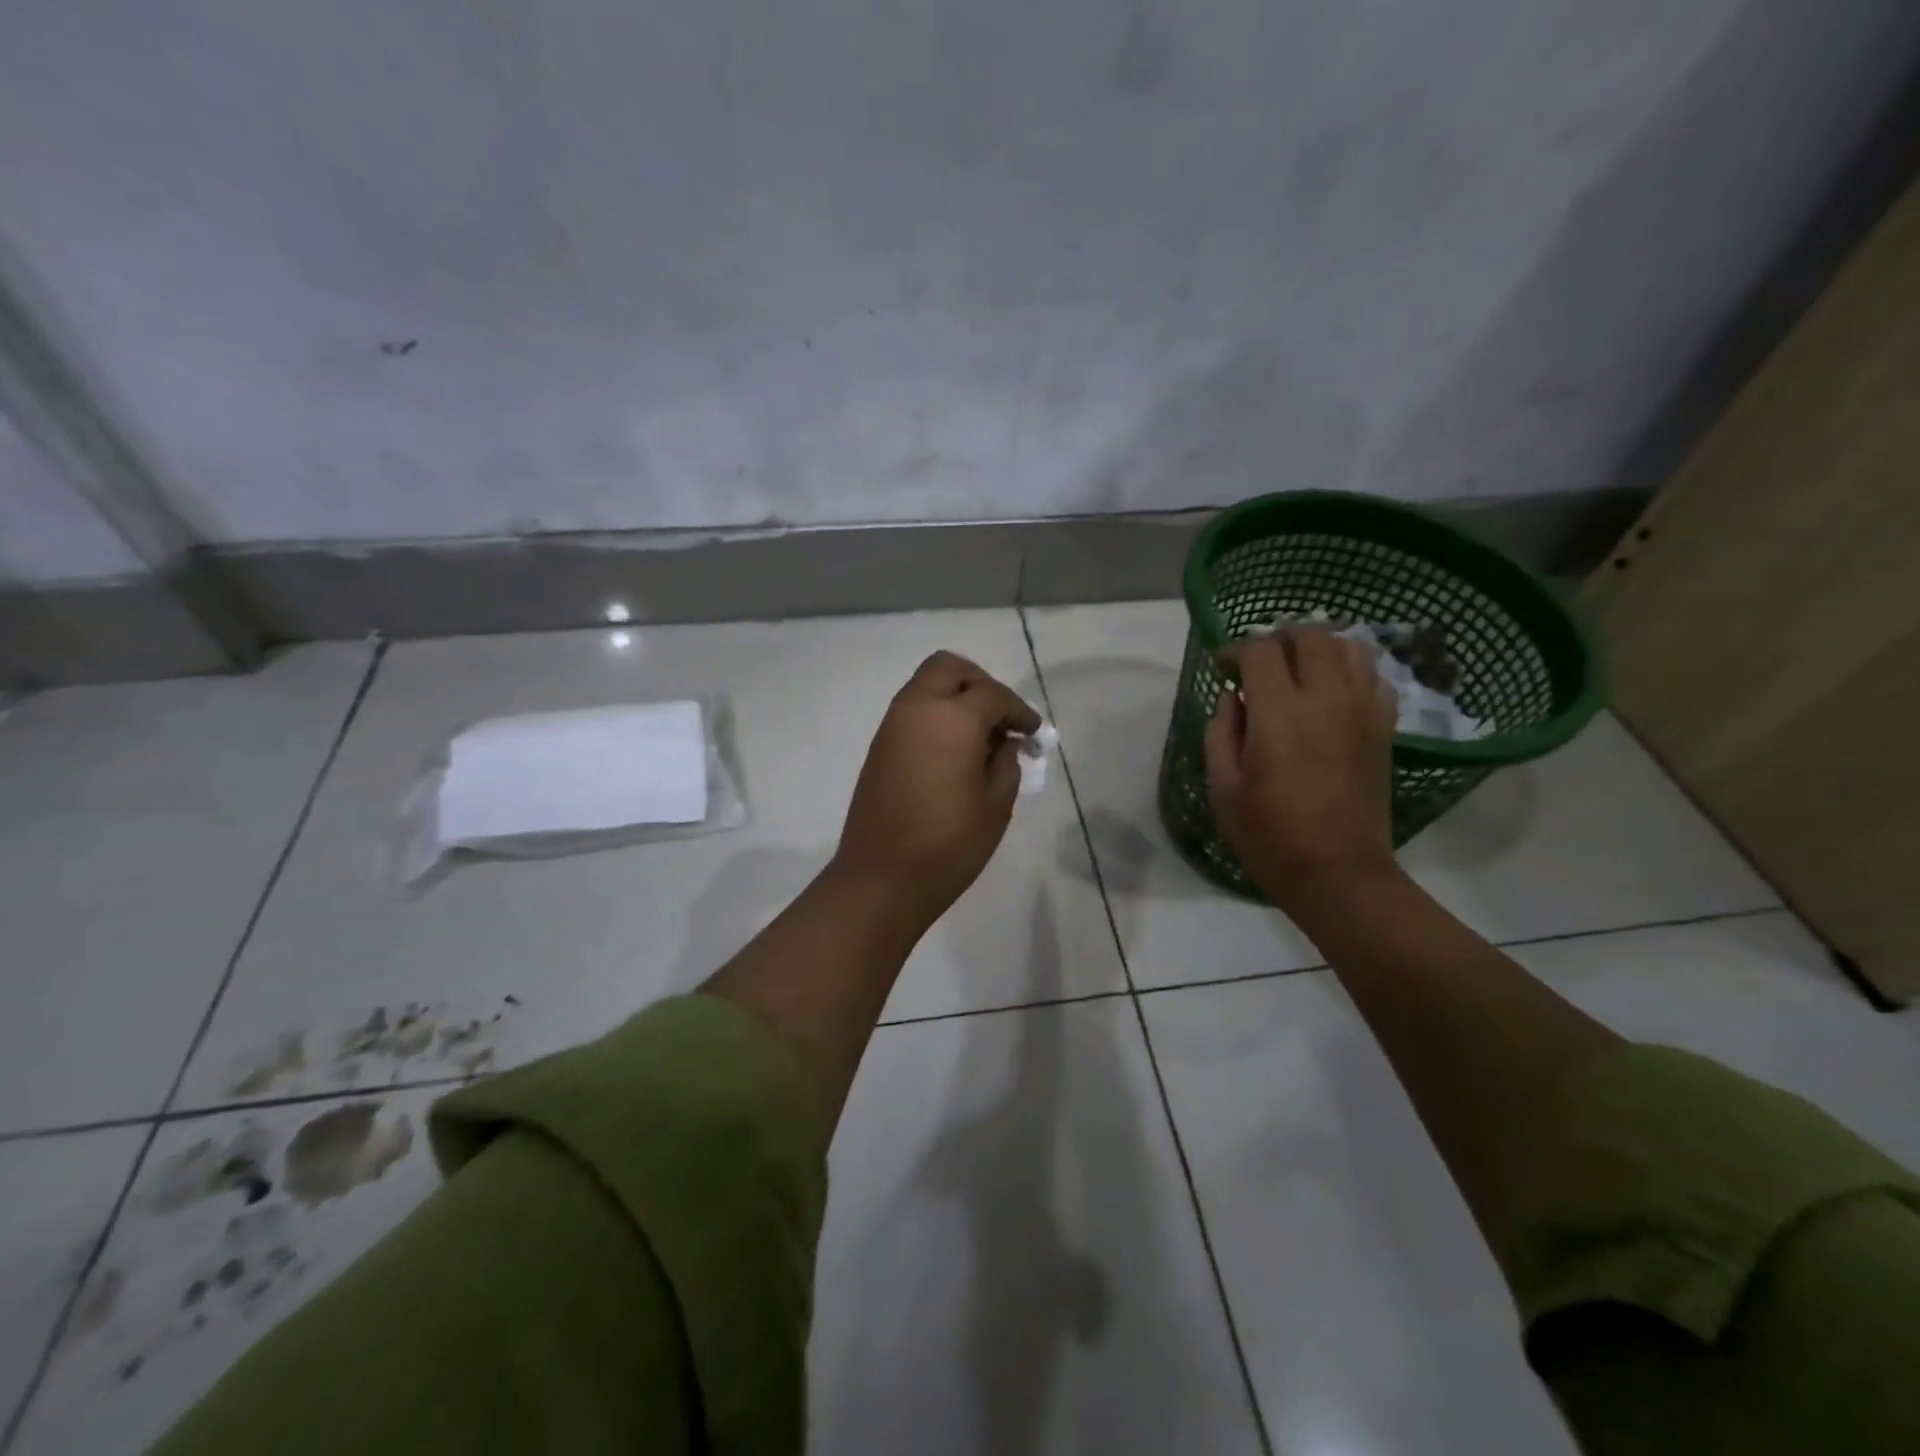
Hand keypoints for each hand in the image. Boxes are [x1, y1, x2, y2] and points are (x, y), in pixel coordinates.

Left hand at [833, 651, 1041, 927]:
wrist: (881, 879)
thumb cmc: (948, 846)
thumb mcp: (996, 806)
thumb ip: (1006, 763)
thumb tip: (1005, 742)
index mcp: (952, 720)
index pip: (993, 695)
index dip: (1019, 710)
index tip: (1034, 732)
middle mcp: (917, 709)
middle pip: (949, 668)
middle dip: (980, 682)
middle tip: (1001, 717)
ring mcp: (892, 725)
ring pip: (926, 685)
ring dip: (955, 697)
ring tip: (980, 736)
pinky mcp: (879, 746)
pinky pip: (912, 710)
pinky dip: (936, 714)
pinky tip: (955, 750)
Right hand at [1205, 628, 1400, 909]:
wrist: (1338, 873)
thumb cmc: (1270, 835)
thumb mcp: (1223, 788)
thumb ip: (1221, 733)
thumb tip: (1232, 698)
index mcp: (1280, 714)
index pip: (1261, 651)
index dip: (1236, 650)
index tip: (1223, 668)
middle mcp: (1326, 700)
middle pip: (1311, 636)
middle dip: (1279, 638)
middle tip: (1260, 663)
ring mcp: (1362, 712)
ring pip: (1350, 647)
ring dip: (1319, 648)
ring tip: (1298, 670)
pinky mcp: (1383, 728)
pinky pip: (1374, 677)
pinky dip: (1351, 670)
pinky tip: (1332, 691)